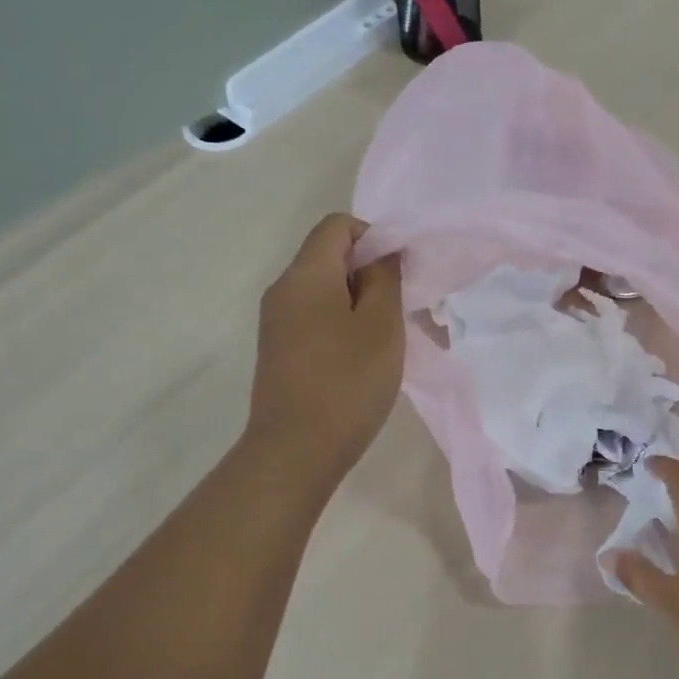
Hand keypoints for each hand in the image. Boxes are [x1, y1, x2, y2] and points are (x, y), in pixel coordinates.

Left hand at [247, 214, 403, 488]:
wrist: (295, 452)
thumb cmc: (346, 383)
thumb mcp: (381, 326)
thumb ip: (385, 278)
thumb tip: (382, 252)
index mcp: (305, 275)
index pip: (338, 225)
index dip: (375, 238)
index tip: (400, 275)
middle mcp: (283, 290)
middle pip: (329, 256)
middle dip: (371, 273)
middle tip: (402, 309)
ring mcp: (276, 323)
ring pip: (324, 291)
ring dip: (360, 303)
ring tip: (388, 339)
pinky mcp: (279, 351)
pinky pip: (315, 318)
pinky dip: (343, 325)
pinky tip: (363, 360)